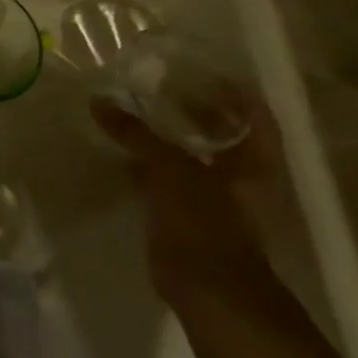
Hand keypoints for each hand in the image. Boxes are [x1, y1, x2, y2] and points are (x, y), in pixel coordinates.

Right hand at [90, 96, 280, 297]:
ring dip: (168, 135)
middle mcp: (246, 176)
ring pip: (195, 154)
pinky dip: (153, 162)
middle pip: (223, 131)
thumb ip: (137, 134)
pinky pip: (173, 177)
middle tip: (154, 84)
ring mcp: (220, 198)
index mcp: (257, 161)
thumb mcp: (169, 170)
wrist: (209, 290)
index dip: (230, 87)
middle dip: (192, 108)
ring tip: (133, 112)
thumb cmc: (205, 223)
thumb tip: (99, 101)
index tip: (196, 67)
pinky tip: (125, 152)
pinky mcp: (192, 215)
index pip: (252, 112)